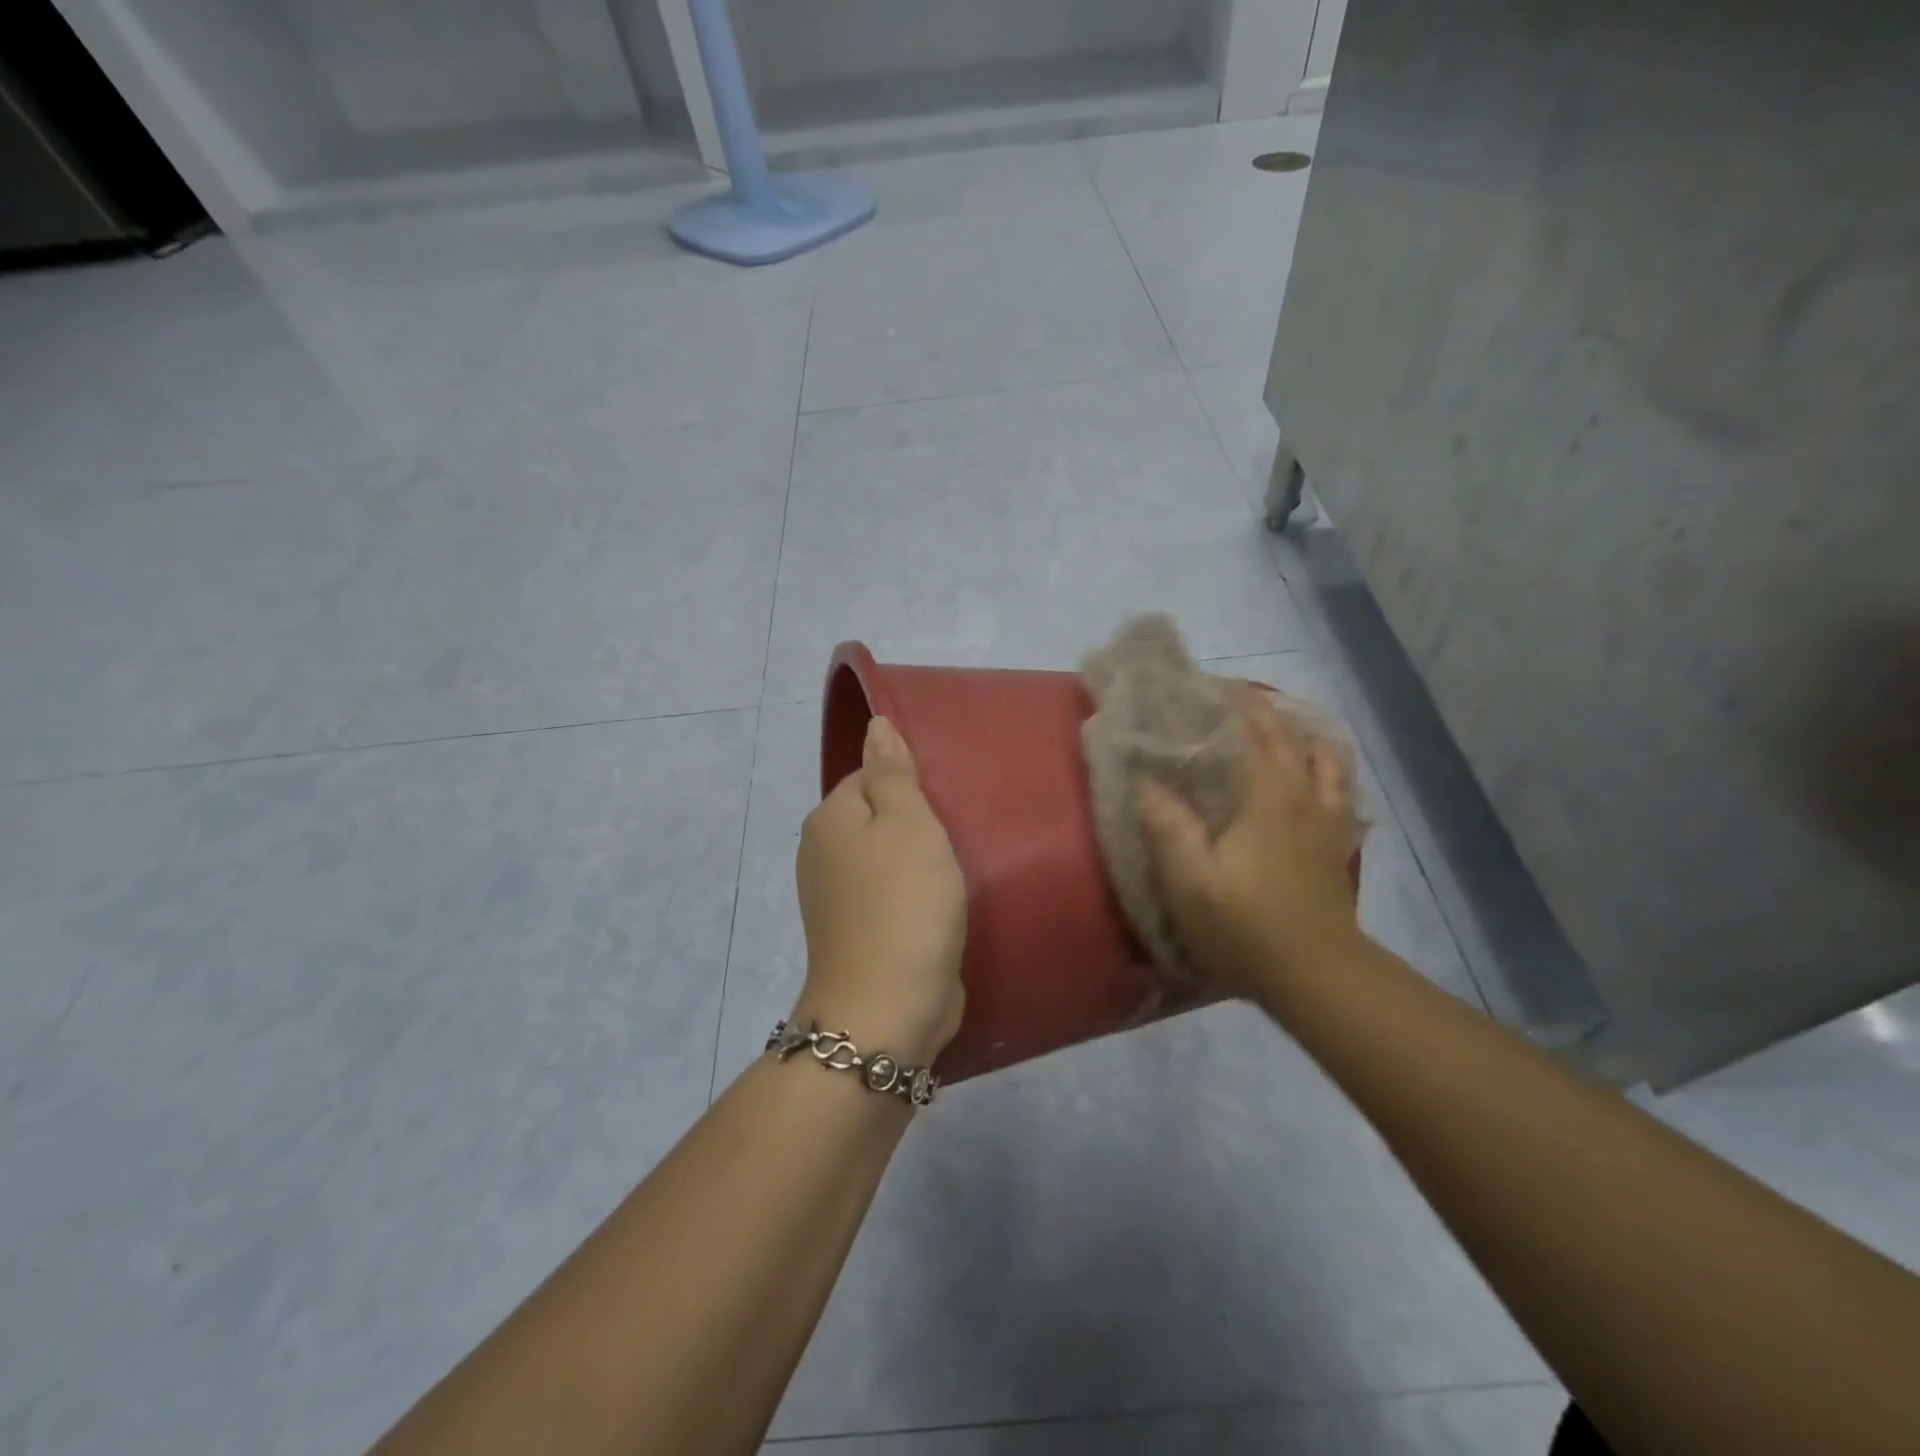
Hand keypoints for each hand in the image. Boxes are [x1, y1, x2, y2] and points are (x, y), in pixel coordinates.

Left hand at [792, 716, 967, 1067]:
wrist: (888, 1007)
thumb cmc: (903, 902)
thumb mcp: (907, 823)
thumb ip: (893, 772)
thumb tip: (876, 725)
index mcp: (829, 820)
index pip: (870, 776)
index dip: (911, 782)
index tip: (949, 798)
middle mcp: (822, 855)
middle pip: (876, 817)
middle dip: (916, 822)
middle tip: (962, 830)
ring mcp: (837, 900)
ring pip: (885, 859)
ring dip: (919, 861)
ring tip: (961, 864)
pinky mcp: (860, 934)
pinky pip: (891, 896)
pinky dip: (915, 895)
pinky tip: (944, 902)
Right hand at [1136, 690, 1364, 1007]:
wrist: (1318, 976)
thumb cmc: (1246, 926)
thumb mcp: (1190, 880)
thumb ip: (1166, 825)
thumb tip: (1145, 781)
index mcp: (1269, 795)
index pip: (1253, 729)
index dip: (1230, 701)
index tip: (1204, 684)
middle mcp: (1305, 795)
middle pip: (1290, 736)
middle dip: (1260, 710)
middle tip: (1229, 699)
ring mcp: (1329, 821)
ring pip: (1327, 759)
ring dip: (1302, 735)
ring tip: (1276, 730)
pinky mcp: (1337, 846)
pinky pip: (1340, 790)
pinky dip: (1326, 770)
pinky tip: (1310, 780)